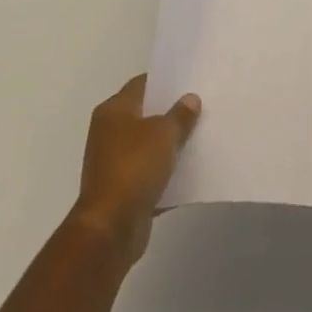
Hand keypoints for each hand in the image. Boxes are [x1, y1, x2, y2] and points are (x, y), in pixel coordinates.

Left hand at [70, 75, 200, 265]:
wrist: (110, 229)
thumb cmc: (133, 168)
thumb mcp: (164, 134)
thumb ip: (180, 115)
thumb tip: (190, 99)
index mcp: (113, 111)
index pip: (142, 84)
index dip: (166, 81)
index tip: (190, 81)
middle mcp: (109, 133)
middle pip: (146, 115)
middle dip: (171, 113)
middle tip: (201, 106)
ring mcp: (114, 163)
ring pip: (149, 145)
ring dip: (170, 145)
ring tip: (200, 136)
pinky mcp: (122, 190)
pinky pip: (149, 174)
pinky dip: (166, 173)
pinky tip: (191, 170)